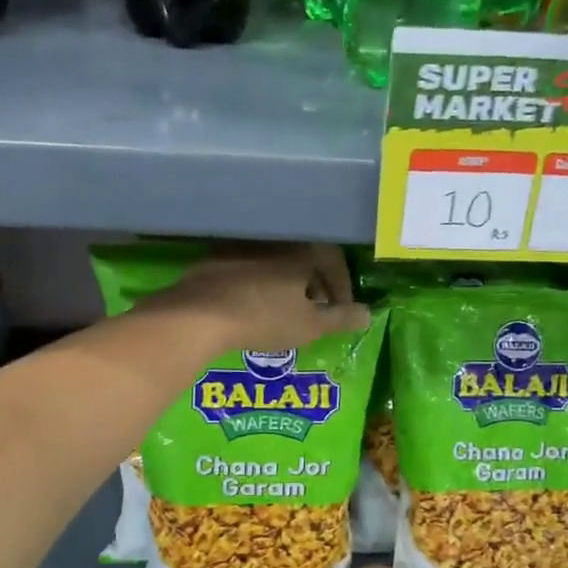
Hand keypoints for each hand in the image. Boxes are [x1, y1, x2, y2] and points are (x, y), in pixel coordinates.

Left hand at [149, 243, 369, 352]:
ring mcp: (241, 248)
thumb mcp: (311, 326)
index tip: (342, 310)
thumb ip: (341, 318)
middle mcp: (274, 242)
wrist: (199, 315)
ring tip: (286, 311)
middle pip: (304, 258)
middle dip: (315, 284)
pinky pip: (248, 269)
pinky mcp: (214, 260)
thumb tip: (368, 314)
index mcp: (301, 252)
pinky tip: (253, 308)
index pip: (333, 260)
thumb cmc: (265, 318)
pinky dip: (258, 285)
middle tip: (317, 310)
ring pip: (275, 263)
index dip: (342, 286)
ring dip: (286, 284)